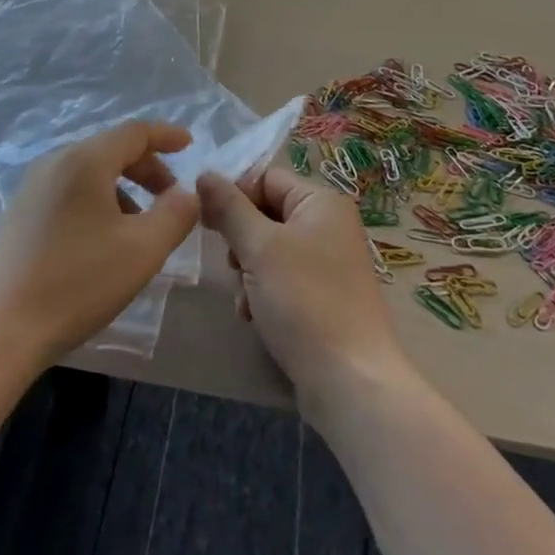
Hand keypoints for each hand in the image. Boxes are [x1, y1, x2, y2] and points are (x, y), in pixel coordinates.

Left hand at [0, 121, 199, 368]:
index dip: (166, 135)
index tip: (189, 145)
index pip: (134, 132)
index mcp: (84, 160)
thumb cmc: (78, 283)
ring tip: (139, 227)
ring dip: (122, 188)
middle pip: (110, 149)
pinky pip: (68, 191)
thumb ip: (175, 214)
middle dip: (147, 168)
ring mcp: (30, 187)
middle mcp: (54, 162)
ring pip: (88, 172)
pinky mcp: (18, 213)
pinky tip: (102, 241)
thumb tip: (187, 193)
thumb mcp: (142, 250)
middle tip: (171, 198)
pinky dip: (96, 201)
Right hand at [197, 166, 406, 405]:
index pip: (266, 178)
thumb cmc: (304, 301)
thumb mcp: (259, 247)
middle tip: (232, 265)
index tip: (208, 222)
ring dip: (248, 271)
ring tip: (244, 298)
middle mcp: (329, 225)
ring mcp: (328, 262)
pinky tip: (253, 316)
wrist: (350, 381)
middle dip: (241, 240)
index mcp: (321, 201)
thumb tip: (204, 174)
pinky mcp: (324, 296)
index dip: (234, 196)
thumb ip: (229, 207)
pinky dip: (263, 292)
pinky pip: (282, 279)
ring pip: (269, 249)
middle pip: (266, 213)